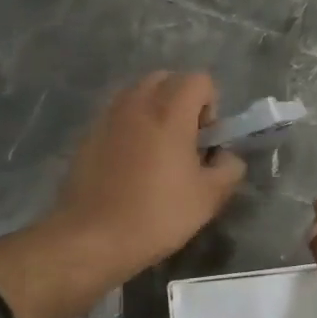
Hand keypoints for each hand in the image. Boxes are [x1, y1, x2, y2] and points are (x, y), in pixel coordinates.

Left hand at [51, 72, 245, 280]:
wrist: (92, 238)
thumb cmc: (157, 214)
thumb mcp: (209, 198)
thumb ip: (229, 168)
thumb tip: (225, 157)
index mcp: (170, 111)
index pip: (200, 79)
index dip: (211, 106)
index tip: (205, 141)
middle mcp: (137, 103)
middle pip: (167, 79)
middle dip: (182, 102)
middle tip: (184, 142)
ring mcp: (107, 116)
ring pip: (138, 94)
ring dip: (155, 112)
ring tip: (157, 152)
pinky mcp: (87, 135)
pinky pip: (117, 116)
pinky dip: (130, 127)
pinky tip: (130, 166)